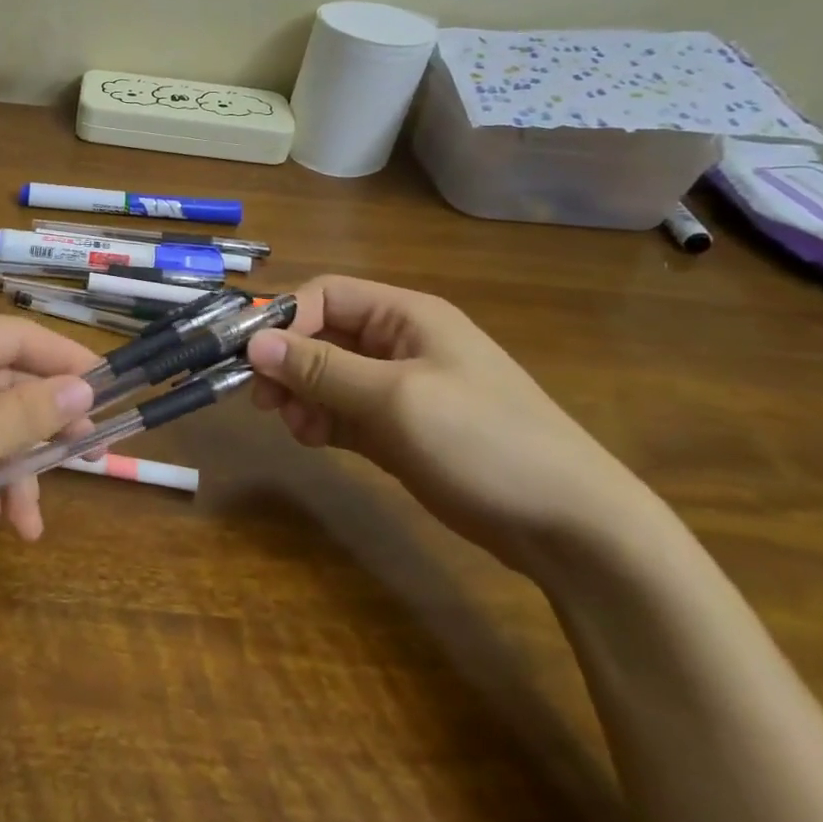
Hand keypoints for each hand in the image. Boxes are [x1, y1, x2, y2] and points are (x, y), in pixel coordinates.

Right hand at [244, 275, 649, 569]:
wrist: (570, 526)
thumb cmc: (484, 441)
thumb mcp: (396, 398)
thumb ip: (321, 368)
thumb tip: (253, 342)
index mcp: (406, 316)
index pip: (326, 296)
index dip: (286, 319)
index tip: (252, 358)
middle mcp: (399, 343)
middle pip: (321, 336)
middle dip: (287, 363)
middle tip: (263, 400)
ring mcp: (399, 388)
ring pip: (327, 376)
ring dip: (302, 396)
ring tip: (297, 429)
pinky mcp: (398, 429)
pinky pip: (342, 411)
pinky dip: (321, 421)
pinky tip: (314, 441)